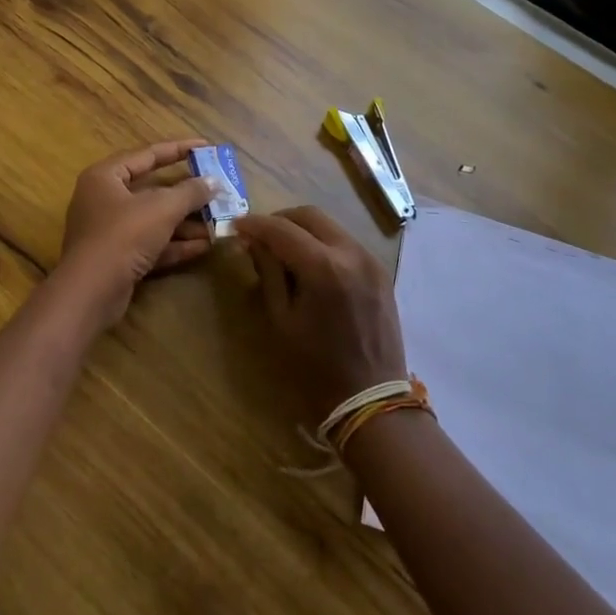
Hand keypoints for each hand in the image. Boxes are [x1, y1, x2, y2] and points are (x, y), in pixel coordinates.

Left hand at [53, 139, 218, 326]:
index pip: (147, 154)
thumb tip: (214, 182)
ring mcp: (110, 231)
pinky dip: (175, 244)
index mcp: (106, 176)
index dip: (179, 149)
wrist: (90, 293)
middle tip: (216, 188)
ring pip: (154, 219)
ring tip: (218, 221)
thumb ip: (190, 192)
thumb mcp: (162, 208)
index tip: (207, 147)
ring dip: (186, 222)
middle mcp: (104, 199)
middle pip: (153, 189)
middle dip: (187, 193)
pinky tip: (204, 246)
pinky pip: (151, 244)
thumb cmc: (123, 235)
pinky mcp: (118, 259)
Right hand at [234, 206, 406, 423]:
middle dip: (280, 220)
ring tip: (282, 250)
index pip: (282, 229)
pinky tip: (310, 263)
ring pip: (330, 225)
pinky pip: (345, 242)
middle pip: (309, 215)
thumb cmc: (316, 367)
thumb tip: (254, 242)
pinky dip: (323, 243)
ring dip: (302, 229)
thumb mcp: (282, 319)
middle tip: (259, 236)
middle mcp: (351, 252)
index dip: (255, 224)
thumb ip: (268, 273)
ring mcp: (370, 259)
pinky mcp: (380, 270)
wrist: (371, 399)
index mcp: (323, 267)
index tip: (236, 226)